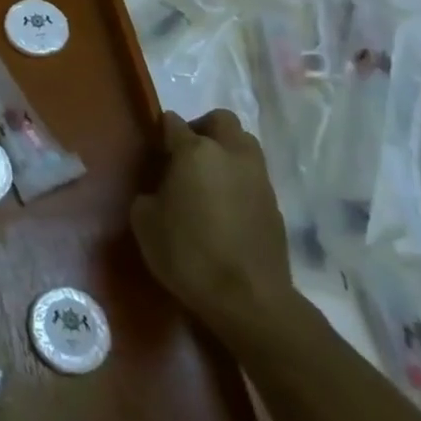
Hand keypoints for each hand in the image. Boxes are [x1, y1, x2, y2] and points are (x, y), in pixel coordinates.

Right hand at [131, 109, 294, 335]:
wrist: (248, 300)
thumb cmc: (187, 253)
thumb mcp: (145, 221)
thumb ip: (149, 194)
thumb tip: (159, 191)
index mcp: (196, 152)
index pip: (173, 123)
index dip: (161, 132)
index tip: (154, 149)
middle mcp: (231, 155)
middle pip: (221, 120)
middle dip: (203, 128)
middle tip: (185, 155)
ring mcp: (259, 179)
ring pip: (244, 145)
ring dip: (226, 152)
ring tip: (207, 180)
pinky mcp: (275, 205)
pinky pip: (254, 177)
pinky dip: (239, 181)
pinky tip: (225, 208)